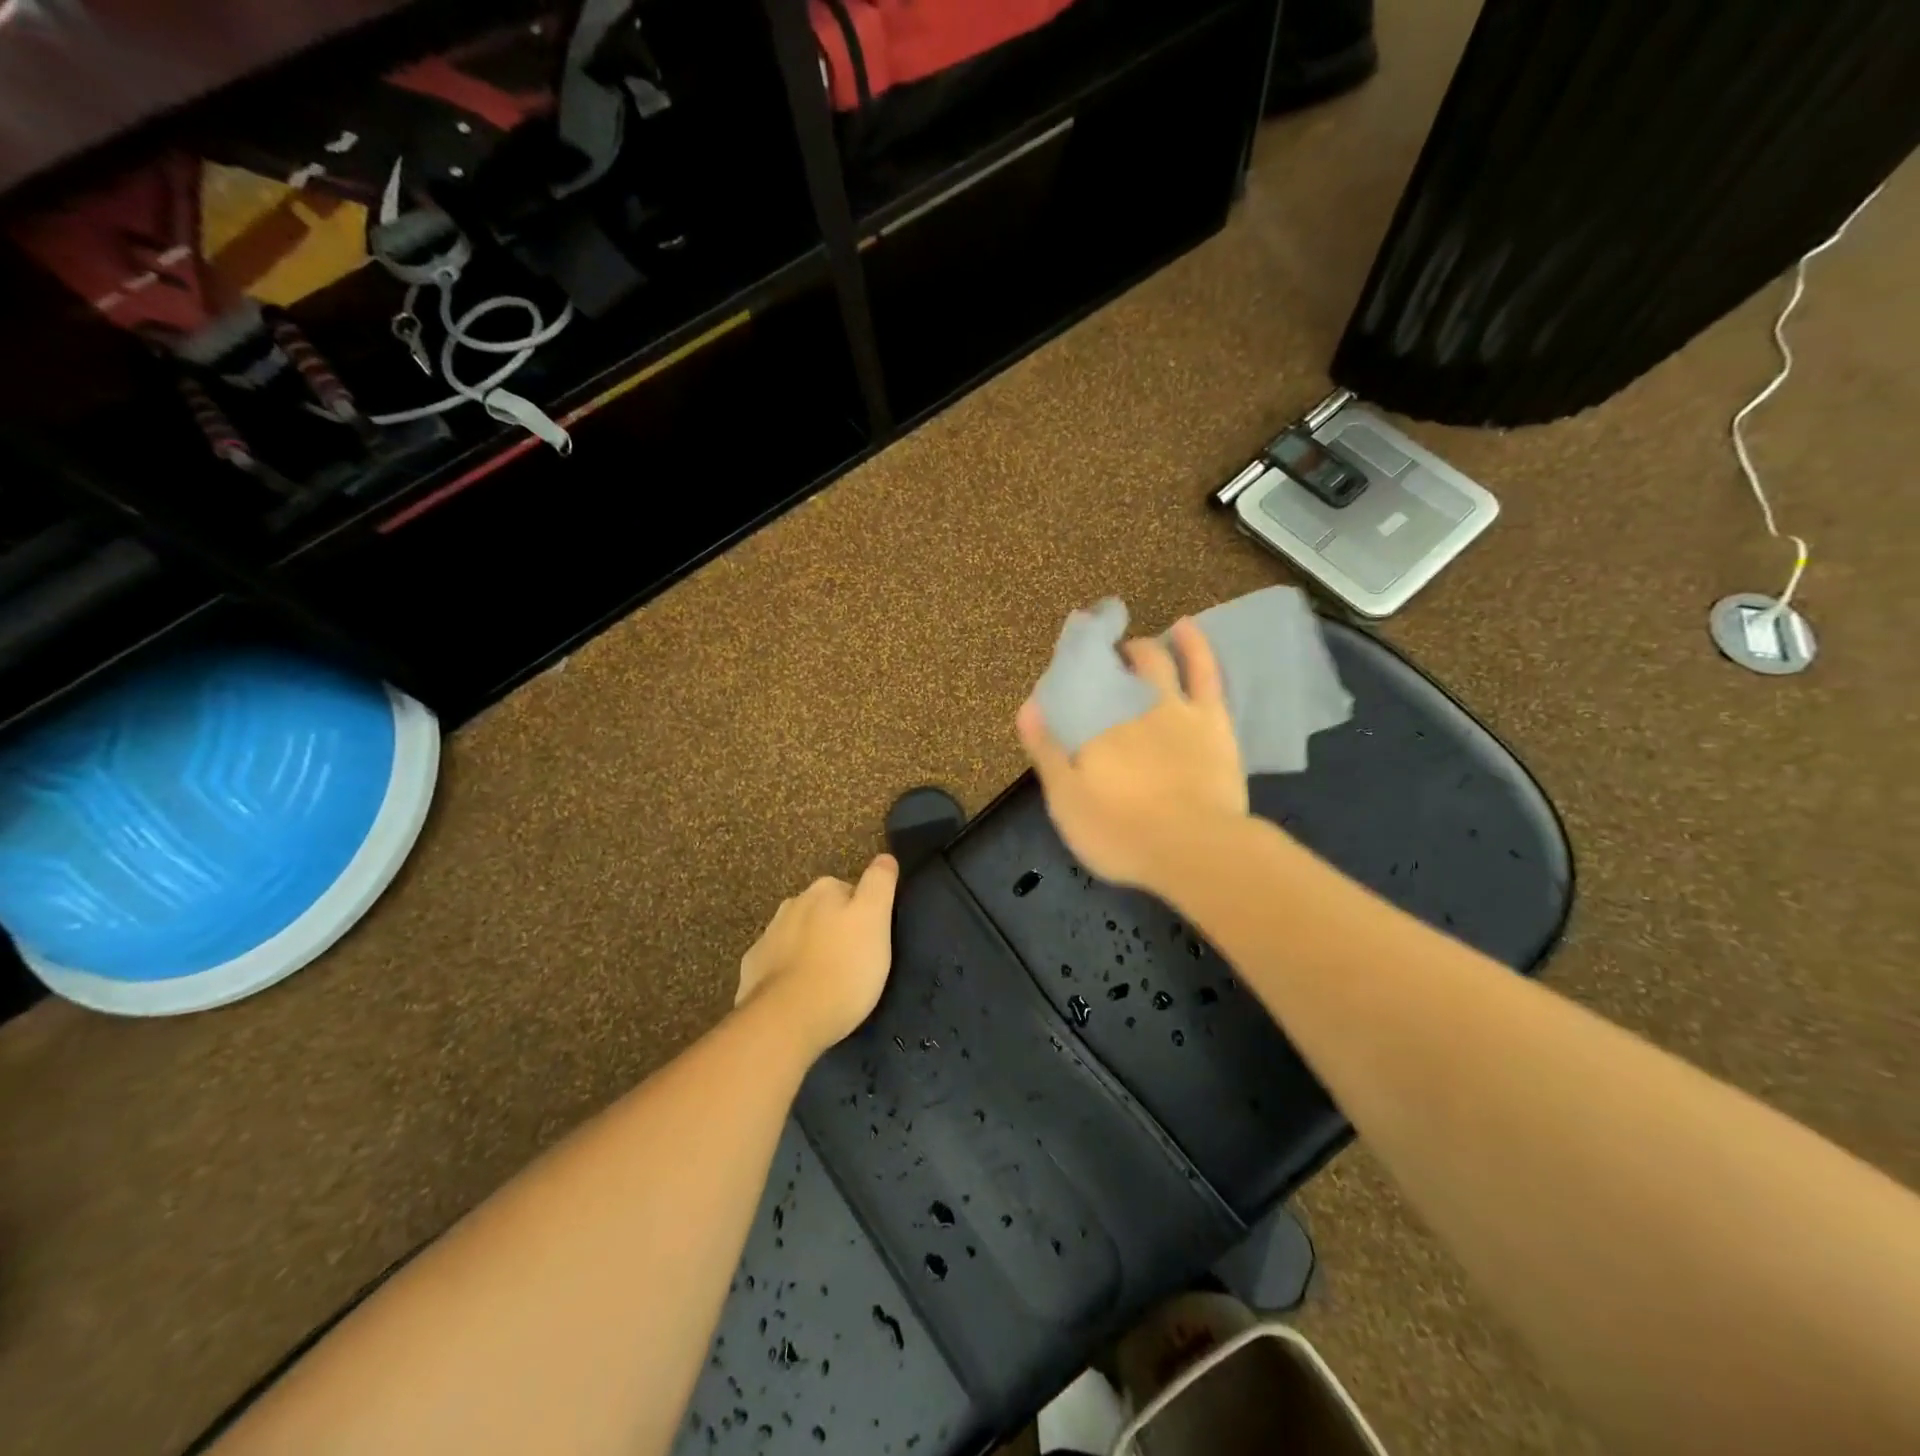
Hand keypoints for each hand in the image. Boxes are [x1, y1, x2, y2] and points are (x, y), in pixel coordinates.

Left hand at [735, 854, 899, 1057]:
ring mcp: (768, 936)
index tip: (872, 939)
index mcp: (824, 890)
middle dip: (836, 929)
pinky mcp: (753, 968)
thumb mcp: (875, 920)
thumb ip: (880, 883)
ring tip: (828, 981)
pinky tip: (800, 994)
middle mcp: (793, 904)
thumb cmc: (843, 969)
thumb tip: (884, 858)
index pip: (852, 890)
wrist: (786, 1020)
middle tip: (854, 962)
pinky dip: (789, 971)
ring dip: (812, 949)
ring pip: (800, 935)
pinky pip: (778, 963)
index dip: (865, 913)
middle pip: (824, 911)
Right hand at [1017, 617, 1249, 895]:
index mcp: (1093, 730)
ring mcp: (1175, 709)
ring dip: (1140, 649)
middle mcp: (1130, 708)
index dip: (1064, 683)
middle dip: (1102, 661)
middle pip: (1112, 672)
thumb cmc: (1122, 834)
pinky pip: (1203, 670)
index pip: (1073, 694)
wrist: (1196, 850)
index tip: (1058, 682)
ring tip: (1131, 647)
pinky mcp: (1212, 719)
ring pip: (1155, 662)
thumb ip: (1047, 752)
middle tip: (1097, 665)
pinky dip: (1193, 644)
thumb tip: (1027, 707)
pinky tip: (1185, 626)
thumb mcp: (1067, 802)